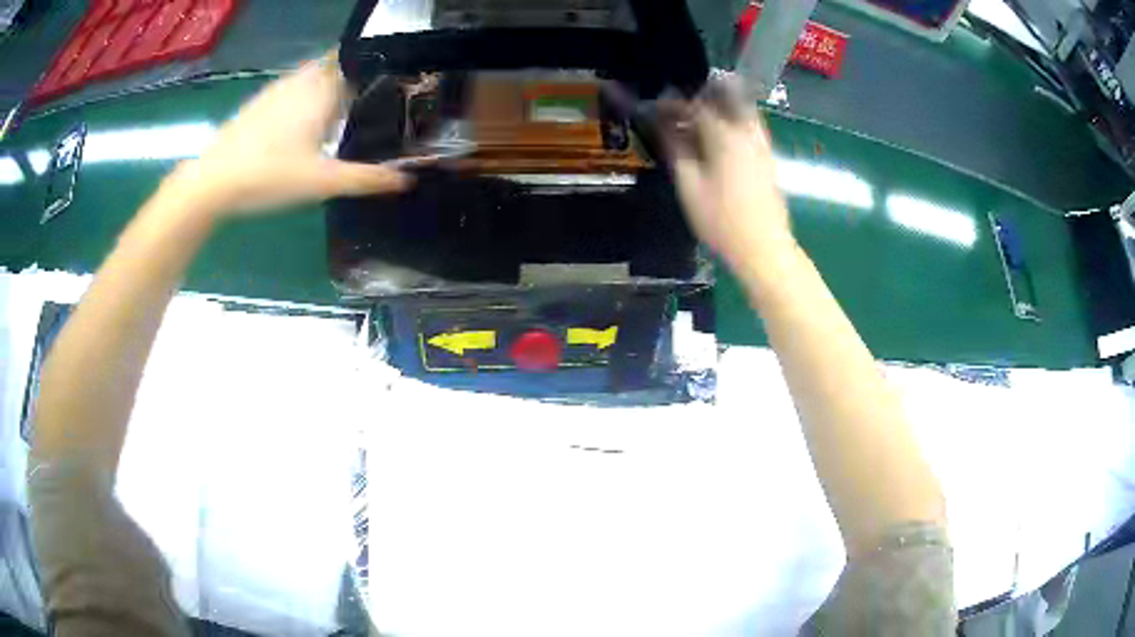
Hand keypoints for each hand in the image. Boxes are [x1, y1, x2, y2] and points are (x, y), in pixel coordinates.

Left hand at [176, 51, 410, 216]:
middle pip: (336, 63)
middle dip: (355, 72)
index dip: (377, 63)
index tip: (395, 77)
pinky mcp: (260, 101)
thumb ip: (366, 178)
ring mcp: (278, 88)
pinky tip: (306, 120)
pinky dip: (307, 93)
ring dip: (329, 82)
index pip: (357, 60)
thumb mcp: (322, 182)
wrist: (212, 181)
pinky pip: (294, 86)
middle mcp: (302, 80)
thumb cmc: (269, 175)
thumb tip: (408, 180)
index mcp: (322, 90)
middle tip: (372, 95)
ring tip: (344, 106)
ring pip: (313, 73)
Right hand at [660, 78, 793, 269]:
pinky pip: (753, 126)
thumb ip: (677, 150)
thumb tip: (664, 126)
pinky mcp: (769, 159)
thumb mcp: (689, 187)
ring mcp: (762, 146)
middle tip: (686, 98)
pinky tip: (726, 133)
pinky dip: (737, 119)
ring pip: (745, 110)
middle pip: (729, 97)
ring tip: (705, 111)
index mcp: (725, 136)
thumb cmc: (722, 221)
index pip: (697, 106)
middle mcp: (747, 133)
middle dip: (705, 92)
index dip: (674, 102)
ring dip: (725, 103)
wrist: (764, 248)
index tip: (658, 104)